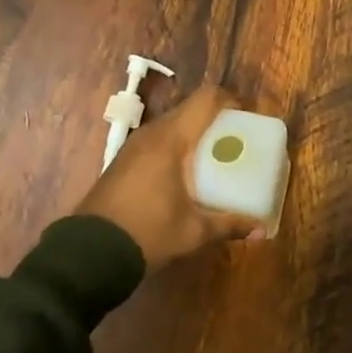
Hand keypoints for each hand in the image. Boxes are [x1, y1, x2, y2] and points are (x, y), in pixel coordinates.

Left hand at [78, 85, 262, 268]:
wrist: (90, 253)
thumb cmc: (148, 233)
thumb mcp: (193, 231)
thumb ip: (229, 224)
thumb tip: (261, 230)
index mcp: (171, 139)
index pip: (205, 99)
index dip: (230, 99)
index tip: (247, 114)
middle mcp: (152, 134)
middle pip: (189, 109)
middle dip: (215, 118)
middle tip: (236, 138)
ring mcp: (133, 146)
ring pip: (171, 124)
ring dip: (193, 132)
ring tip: (214, 154)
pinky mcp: (123, 160)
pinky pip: (157, 139)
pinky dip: (176, 145)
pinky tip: (185, 172)